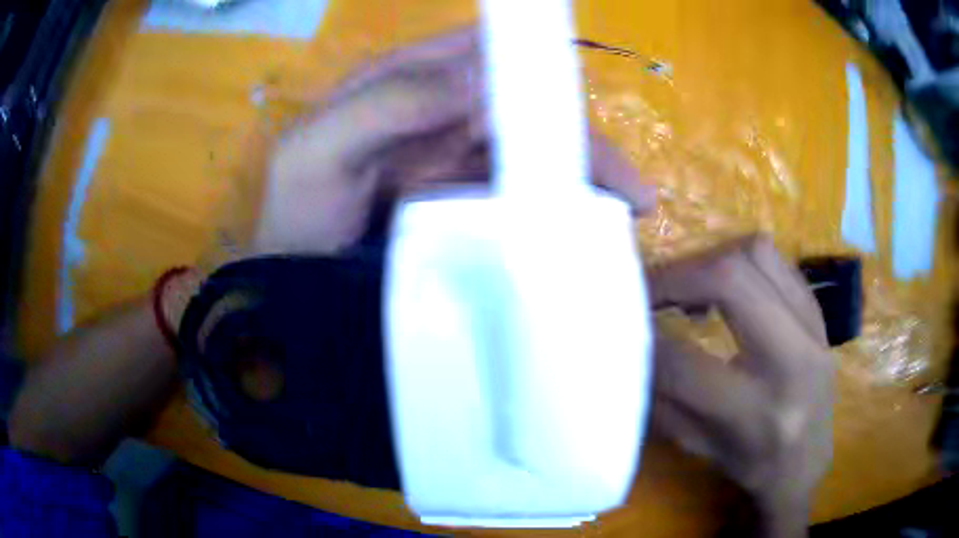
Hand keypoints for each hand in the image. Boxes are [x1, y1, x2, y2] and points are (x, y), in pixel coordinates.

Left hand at [251, 27, 654, 255]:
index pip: (482, 53)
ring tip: (627, 216)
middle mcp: (440, 115)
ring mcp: (455, 164)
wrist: (290, 284)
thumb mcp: (316, 151)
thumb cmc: (294, 216)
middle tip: (631, 190)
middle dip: (578, 139)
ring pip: (531, 156)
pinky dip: (553, 211)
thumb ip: (386, 104)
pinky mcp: (462, 207)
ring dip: (580, 180)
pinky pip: (518, 199)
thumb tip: (481, 75)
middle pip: (524, 110)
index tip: (581, 89)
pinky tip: (584, 233)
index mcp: (407, 84)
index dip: (532, 60)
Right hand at [647, 236, 833, 537]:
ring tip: (689, 285)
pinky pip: (776, 261)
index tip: (619, 322)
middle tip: (649, 288)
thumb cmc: (751, 464)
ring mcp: (813, 328)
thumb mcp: (697, 445)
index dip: (643, 336)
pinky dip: (740, 261)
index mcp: (757, 411)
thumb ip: (663, 396)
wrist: (807, 460)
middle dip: (676, 275)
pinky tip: (725, 287)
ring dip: (710, 259)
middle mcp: (792, 360)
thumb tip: (630, 346)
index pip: (685, 362)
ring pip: (757, 253)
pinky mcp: (818, 311)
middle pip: (731, 280)